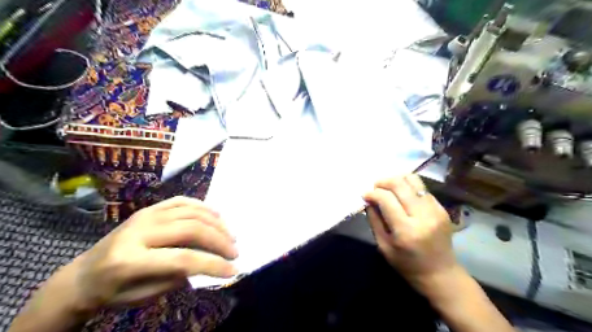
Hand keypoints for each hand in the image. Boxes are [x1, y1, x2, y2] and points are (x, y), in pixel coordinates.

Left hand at [65, 199, 236, 312]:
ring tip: (230, 236)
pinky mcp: (150, 208)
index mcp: (130, 260)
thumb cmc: (113, 291)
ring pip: (191, 212)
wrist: (83, 274)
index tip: (232, 270)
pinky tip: (216, 216)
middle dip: (219, 240)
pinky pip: (183, 201)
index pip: (182, 258)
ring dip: (217, 223)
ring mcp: (145, 215)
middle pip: (191, 229)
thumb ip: (179, 276)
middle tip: (235, 251)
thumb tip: (210, 261)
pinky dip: (204, 207)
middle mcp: (139, 230)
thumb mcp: (145, 295)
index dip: (212, 264)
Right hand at [364, 175, 454, 286]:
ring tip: (388, 188)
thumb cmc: (407, 264)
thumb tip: (368, 200)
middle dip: (383, 182)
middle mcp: (423, 216)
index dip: (372, 193)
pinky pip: (422, 188)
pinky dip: (408, 188)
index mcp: (406, 230)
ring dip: (396, 180)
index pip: (386, 199)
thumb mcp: (383, 246)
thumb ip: (374, 220)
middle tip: (375, 187)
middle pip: (400, 184)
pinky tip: (402, 196)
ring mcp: (435, 210)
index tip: (365, 195)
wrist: (440, 274)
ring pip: (413, 180)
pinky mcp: (442, 208)